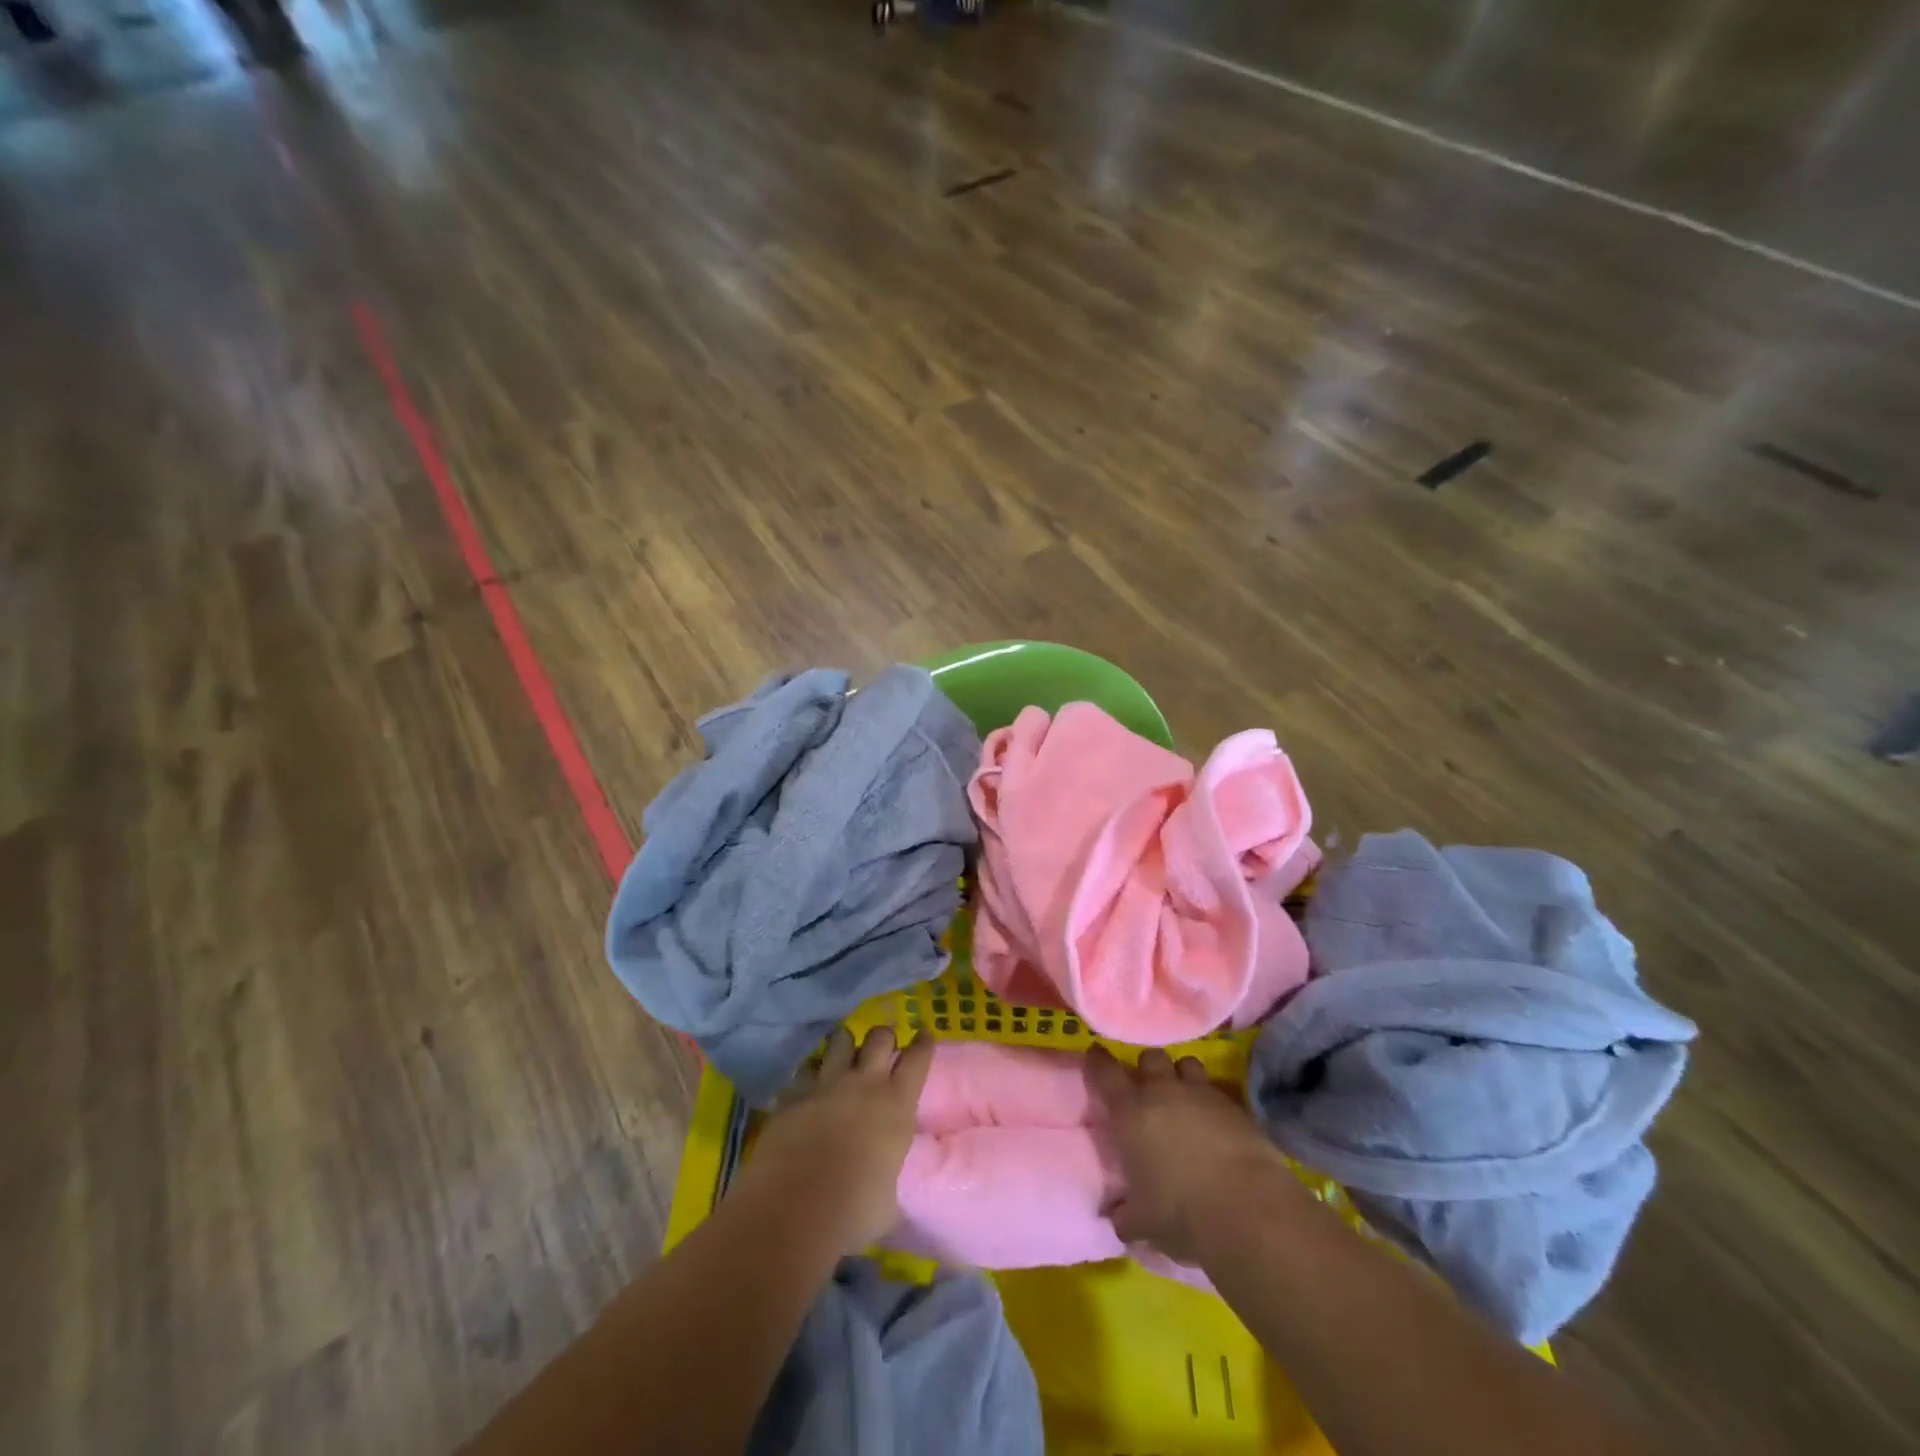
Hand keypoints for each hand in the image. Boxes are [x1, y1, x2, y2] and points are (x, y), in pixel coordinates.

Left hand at [737, 1026, 934, 1253]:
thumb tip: (887, 1179)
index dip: (923, 1043)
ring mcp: (826, 1083)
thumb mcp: (889, 1198)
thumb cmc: (853, 1211)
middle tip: (883, 1046)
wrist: (793, 1209)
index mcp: (896, 1104)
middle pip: (879, 1037)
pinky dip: (811, 1074)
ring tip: (845, 1054)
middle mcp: (864, 1083)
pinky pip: (806, 1069)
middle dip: (884, 1037)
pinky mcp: (794, 1093)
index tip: (924, 1035)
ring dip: (846, 1044)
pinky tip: (810, 1085)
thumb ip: (890, 1174)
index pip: (918, 1058)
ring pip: (841, 1040)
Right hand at [1088, 1044, 1299, 1264]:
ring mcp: (1202, 1094)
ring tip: (1185, 1098)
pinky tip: (1218, 1124)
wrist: (1248, 1211)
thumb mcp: (1143, 1224)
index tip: (1095, 1054)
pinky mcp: (1236, 1106)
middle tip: (1149, 1088)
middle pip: (1151, 1057)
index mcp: (1130, 1113)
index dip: (1098, 1060)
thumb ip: (1126, 1215)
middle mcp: (1163, 1092)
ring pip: (1187, 1064)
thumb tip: (1118, 1217)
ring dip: (1182, 1076)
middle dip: (1148, 1068)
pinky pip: (1219, 1091)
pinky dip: (1214, 1102)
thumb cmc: (1182, 1214)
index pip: (1105, 1072)